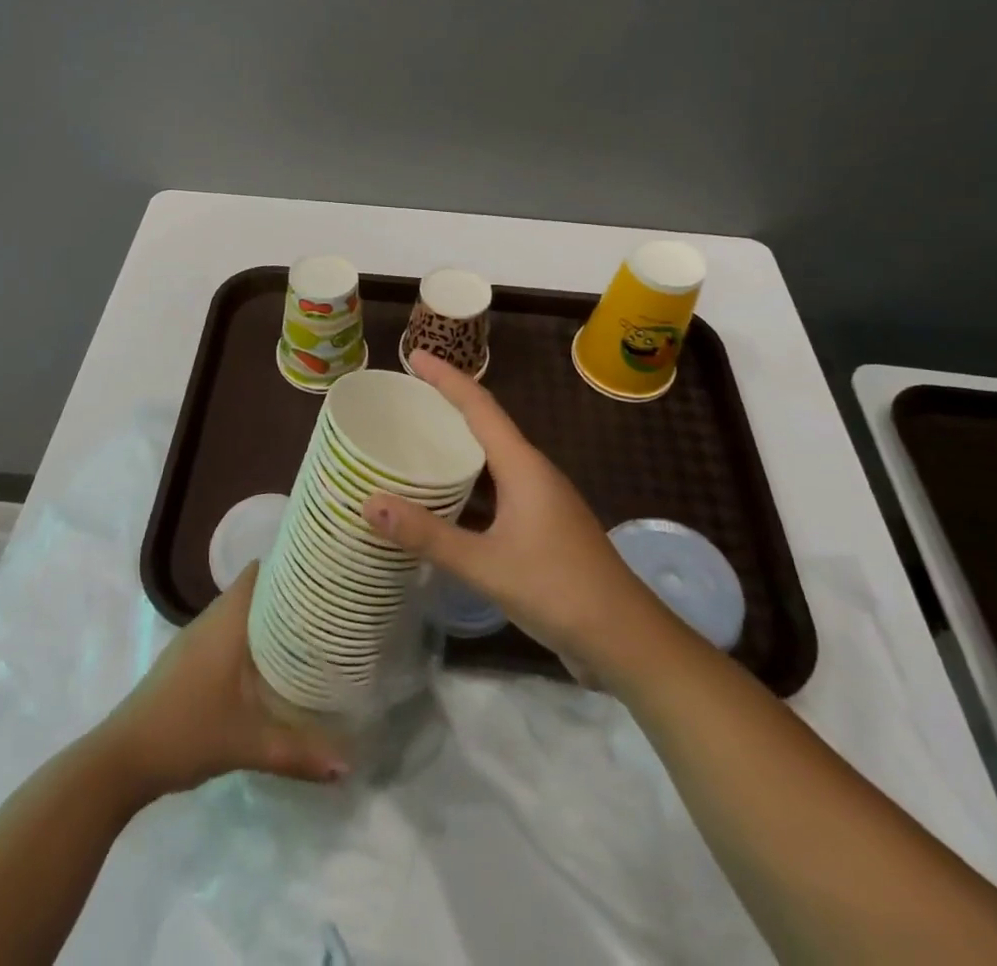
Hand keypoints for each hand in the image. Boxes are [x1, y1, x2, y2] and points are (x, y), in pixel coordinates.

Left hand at [98, 562, 347, 798]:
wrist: (123, 758)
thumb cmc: (187, 732)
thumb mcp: (248, 744)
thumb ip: (298, 752)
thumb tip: (347, 766)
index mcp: (226, 621)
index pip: (259, 571)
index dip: (289, 565)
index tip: (323, 571)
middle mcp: (211, 620)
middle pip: (252, 589)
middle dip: (286, 593)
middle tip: (327, 605)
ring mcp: (195, 639)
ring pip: (238, 612)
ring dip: (267, 616)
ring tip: (308, 629)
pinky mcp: (186, 660)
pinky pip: (226, 631)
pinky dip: (250, 636)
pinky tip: (270, 663)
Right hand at [362, 351, 659, 677]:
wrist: (626, 639)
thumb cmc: (558, 589)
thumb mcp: (485, 564)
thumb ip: (428, 535)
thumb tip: (369, 503)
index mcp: (523, 466)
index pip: (480, 406)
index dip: (446, 378)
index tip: (415, 357)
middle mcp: (534, 473)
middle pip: (487, 425)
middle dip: (448, 406)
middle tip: (406, 398)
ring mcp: (542, 501)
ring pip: (493, 459)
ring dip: (458, 446)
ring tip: (417, 441)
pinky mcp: (543, 527)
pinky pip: (498, 488)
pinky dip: (469, 483)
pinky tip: (446, 501)